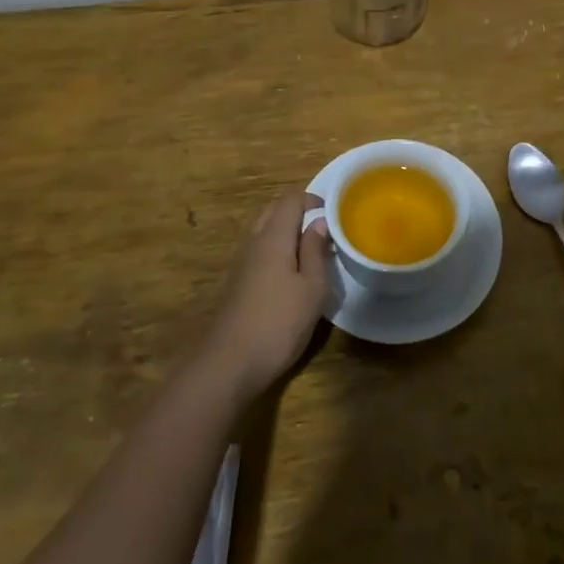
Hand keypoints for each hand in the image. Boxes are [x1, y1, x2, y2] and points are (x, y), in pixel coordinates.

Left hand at [201, 191, 333, 400]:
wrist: (229, 363)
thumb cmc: (279, 322)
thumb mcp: (312, 288)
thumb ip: (316, 251)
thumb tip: (319, 222)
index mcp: (273, 236)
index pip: (290, 200)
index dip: (313, 200)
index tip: (334, 213)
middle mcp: (254, 241)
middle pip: (274, 210)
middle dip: (299, 212)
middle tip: (324, 229)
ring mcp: (242, 262)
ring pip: (265, 230)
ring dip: (287, 231)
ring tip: (312, 250)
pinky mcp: (238, 281)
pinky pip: (259, 250)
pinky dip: (277, 249)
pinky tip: (291, 273)